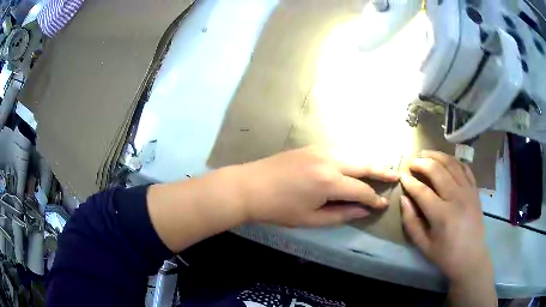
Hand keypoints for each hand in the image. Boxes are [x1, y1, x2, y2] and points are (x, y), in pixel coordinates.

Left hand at [235, 147, 398, 226]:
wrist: (249, 186)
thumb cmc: (278, 209)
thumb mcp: (311, 219)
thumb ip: (341, 214)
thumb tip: (363, 210)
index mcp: (329, 182)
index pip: (361, 190)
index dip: (374, 199)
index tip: (384, 204)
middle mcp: (329, 161)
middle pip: (363, 164)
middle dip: (381, 171)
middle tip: (396, 176)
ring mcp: (320, 150)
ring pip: (353, 153)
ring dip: (369, 161)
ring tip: (381, 169)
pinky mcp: (312, 147)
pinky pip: (340, 149)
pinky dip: (353, 155)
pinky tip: (357, 162)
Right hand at [399, 150, 491, 283]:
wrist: (471, 257)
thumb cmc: (445, 255)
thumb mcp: (423, 245)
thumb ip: (411, 222)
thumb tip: (403, 199)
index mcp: (442, 215)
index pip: (422, 191)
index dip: (409, 182)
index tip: (401, 176)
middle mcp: (456, 198)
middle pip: (437, 171)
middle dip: (422, 163)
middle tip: (412, 162)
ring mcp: (468, 192)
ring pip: (452, 164)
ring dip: (437, 156)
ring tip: (426, 153)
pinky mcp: (475, 190)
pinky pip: (465, 168)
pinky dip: (455, 161)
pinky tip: (447, 161)